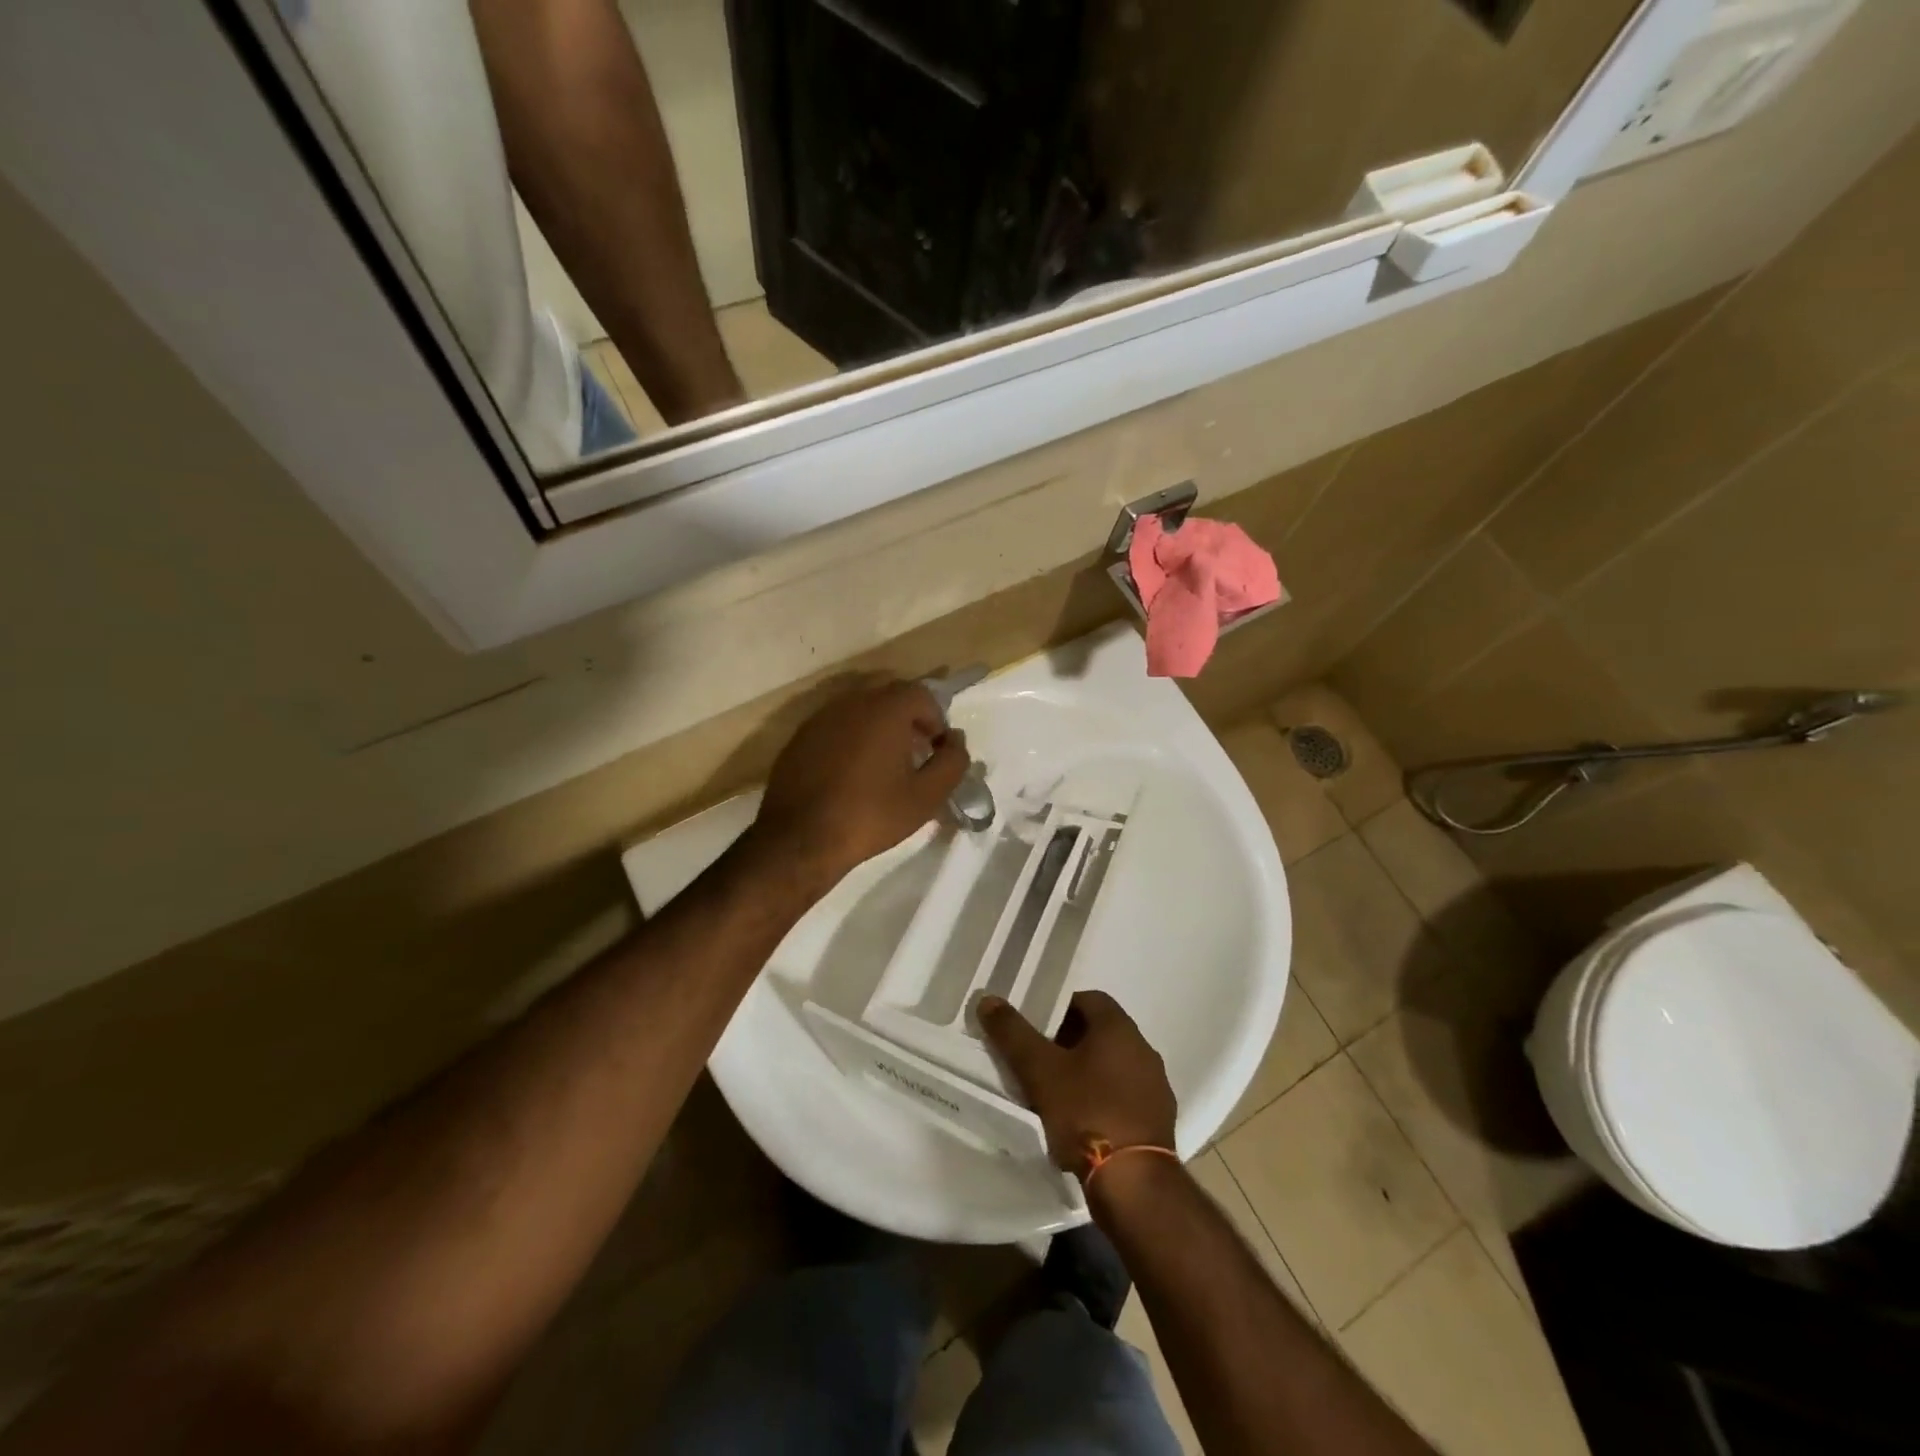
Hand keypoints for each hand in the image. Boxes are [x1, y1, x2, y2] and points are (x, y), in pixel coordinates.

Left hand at [754, 679, 967, 887]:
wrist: (800, 839)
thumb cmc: (870, 815)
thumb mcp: (926, 796)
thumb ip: (952, 763)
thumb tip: (956, 741)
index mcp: (885, 710)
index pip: (922, 694)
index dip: (936, 719)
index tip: (936, 750)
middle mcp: (852, 702)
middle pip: (890, 695)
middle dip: (909, 718)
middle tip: (915, 753)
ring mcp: (821, 717)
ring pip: (861, 708)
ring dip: (879, 726)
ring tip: (884, 764)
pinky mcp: (800, 736)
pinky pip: (836, 725)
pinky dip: (852, 737)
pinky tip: (852, 772)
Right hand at [977, 991, 1177, 1177]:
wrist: (1134, 1183)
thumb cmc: (1086, 1113)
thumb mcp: (1040, 1071)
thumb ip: (1013, 1033)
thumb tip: (988, 999)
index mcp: (1119, 1028)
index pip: (1089, 999)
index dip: (1059, 1008)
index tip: (1036, 1027)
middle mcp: (1143, 1049)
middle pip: (1100, 1033)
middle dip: (1068, 1041)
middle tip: (1038, 1059)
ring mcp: (1155, 1087)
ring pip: (1113, 1066)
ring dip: (1086, 1072)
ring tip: (1056, 1093)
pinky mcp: (1158, 1121)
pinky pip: (1124, 1096)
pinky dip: (1102, 1099)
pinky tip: (1081, 1123)